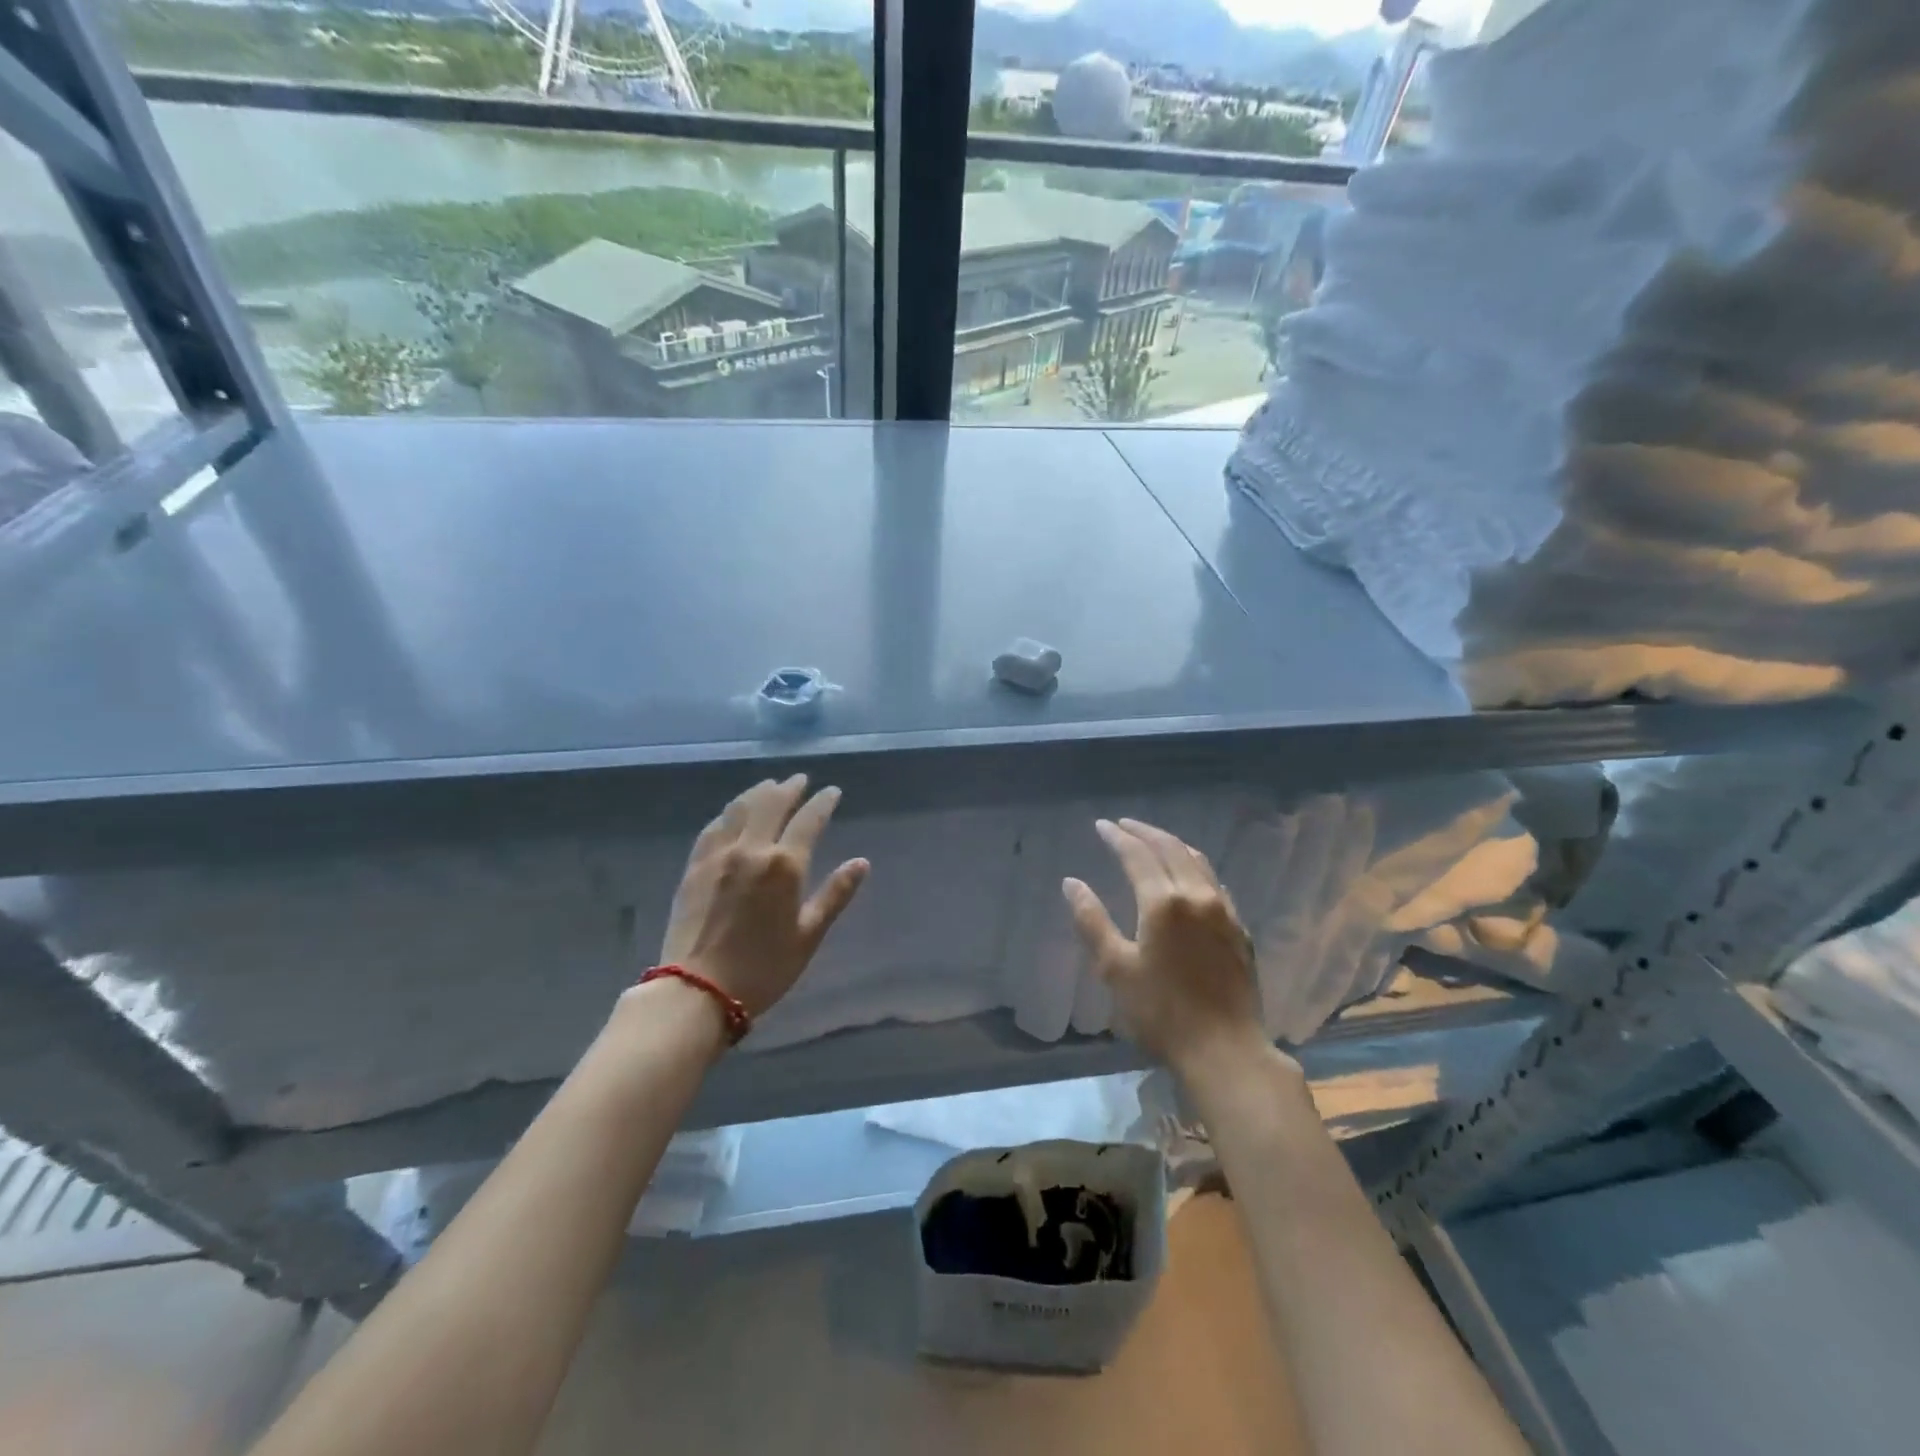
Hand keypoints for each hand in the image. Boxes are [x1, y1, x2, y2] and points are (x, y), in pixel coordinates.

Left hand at [656, 775, 868, 1022]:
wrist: (698, 990)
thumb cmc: (763, 968)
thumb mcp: (809, 935)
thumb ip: (835, 894)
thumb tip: (861, 862)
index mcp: (785, 865)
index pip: (809, 820)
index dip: (823, 802)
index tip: (832, 792)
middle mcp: (752, 849)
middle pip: (771, 804)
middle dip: (789, 788)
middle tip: (800, 779)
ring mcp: (719, 855)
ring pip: (740, 809)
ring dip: (758, 793)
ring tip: (769, 786)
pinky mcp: (695, 866)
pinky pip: (713, 828)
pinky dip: (728, 813)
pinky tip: (732, 813)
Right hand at [1064, 818, 1265, 1074]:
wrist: (1225, 1051)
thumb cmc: (1161, 1013)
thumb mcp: (1115, 968)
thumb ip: (1092, 921)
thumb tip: (1071, 883)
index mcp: (1163, 902)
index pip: (1137, 855)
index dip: (1118, 837)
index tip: (1101, 825)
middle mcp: (1197, 895)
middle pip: (1171, 848)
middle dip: (1145, 832)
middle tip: (1124, 825)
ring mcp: (1224, 911)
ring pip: (1198, 861)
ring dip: (1172, 844)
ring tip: (1153, 840)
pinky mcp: (1240, 929)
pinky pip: (1215, 882)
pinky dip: (1195, 867)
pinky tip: (1189, 876)